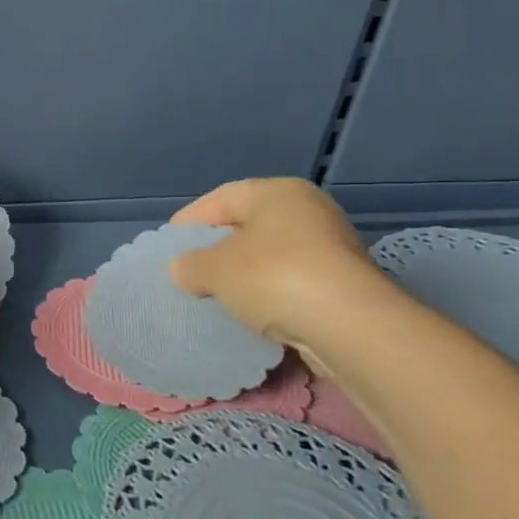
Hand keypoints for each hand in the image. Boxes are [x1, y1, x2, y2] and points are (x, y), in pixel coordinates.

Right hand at [167, 177, 389, 345]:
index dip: (190, 221)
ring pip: (272, 259)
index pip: (221, 199)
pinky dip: (271, 298)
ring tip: (217, 299)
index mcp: (277, 192)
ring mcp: (332, 249)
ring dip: (245, 278)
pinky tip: (252, 317)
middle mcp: (309, 212)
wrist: (350, 326)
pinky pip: (293, 286)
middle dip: (218, 251)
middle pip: (249, 228)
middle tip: (190, 272)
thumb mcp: (213, 269)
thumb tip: (183, 270)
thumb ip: (189, 265)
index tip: (168, 244)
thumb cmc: (273, 276)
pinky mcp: (345, 286)